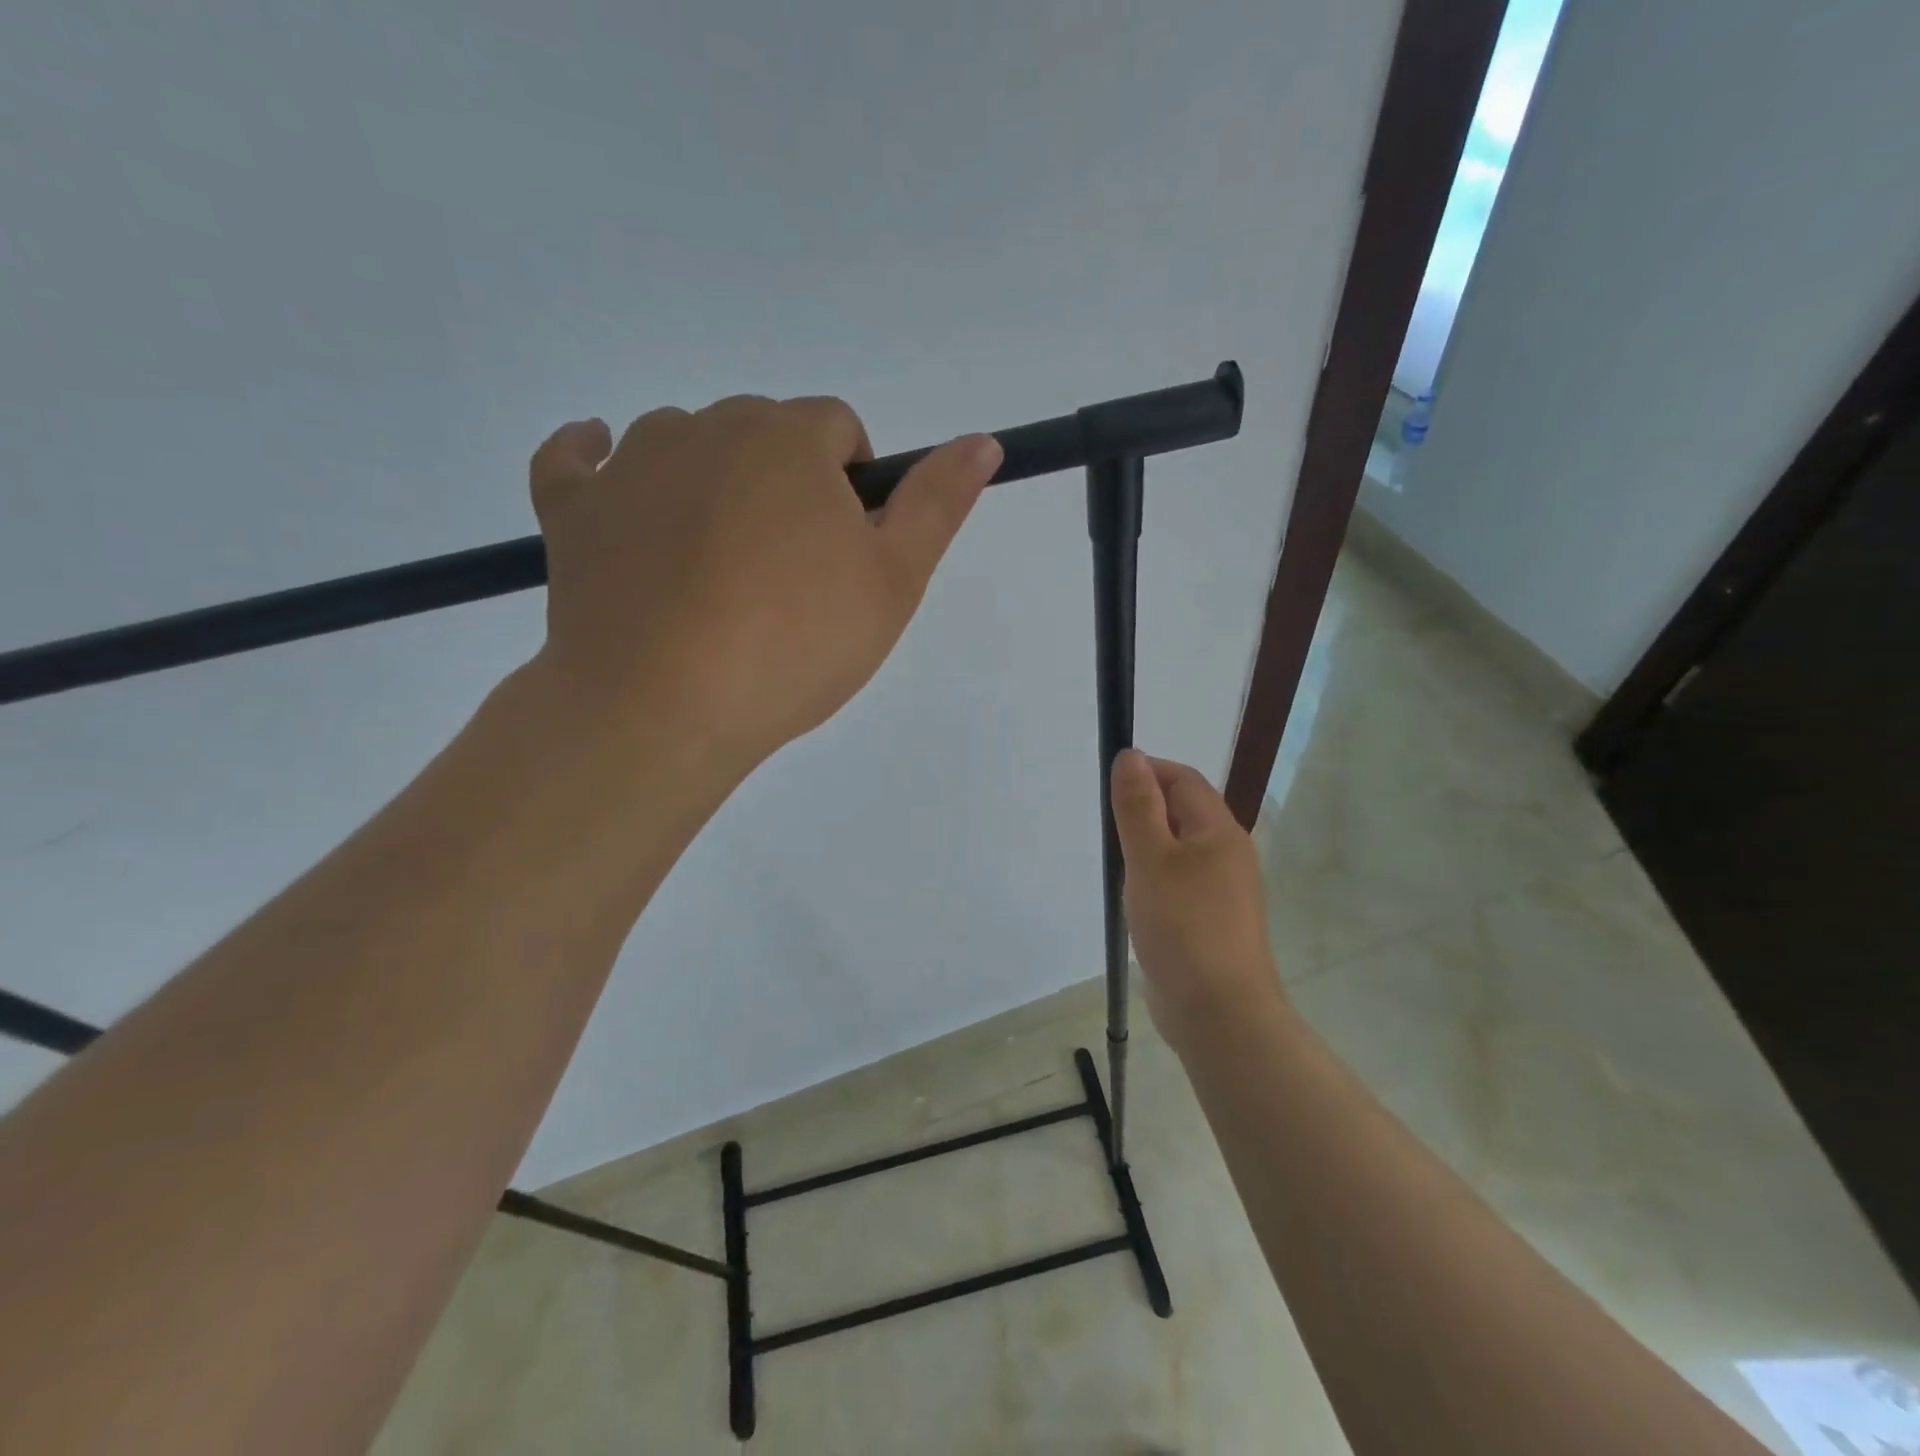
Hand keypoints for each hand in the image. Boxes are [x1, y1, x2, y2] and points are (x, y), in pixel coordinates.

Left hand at [524, 396, 1001, 776]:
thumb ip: (938, 504)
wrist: (664, 707)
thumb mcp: (892, 582)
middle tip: (788, 574)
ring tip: (716, 570)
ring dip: (709, 484)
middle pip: (763, 434)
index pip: (837, 429)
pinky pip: (577, 461)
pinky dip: (597, 466)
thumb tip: (983, 440)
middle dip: (786, 484)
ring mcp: (628, 463)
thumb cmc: (794, 644)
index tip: (847, 550)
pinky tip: (612, 479)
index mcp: (789, 437)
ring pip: (684, 447)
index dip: (852, 485)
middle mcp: (706, 427)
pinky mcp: (571, 509)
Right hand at [1111, 750, 1285, 1053]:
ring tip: (1116, 864)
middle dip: (1143, 810)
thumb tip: (1131, 756)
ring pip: (1179, 850)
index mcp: (1219, 831)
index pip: (1183, 780)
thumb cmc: (1183, 926)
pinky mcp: (1210, 921)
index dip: (1147, 771)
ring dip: (1146, 847)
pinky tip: (1134, 900)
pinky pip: (1179, 883)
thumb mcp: (1150, 859)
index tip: (1108, 785)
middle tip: (1106, 829)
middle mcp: (1227, 854)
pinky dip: (1154, 879)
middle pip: (1183, 812)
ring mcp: (1222, 890)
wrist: (1219, 1012)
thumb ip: (1137, 806)